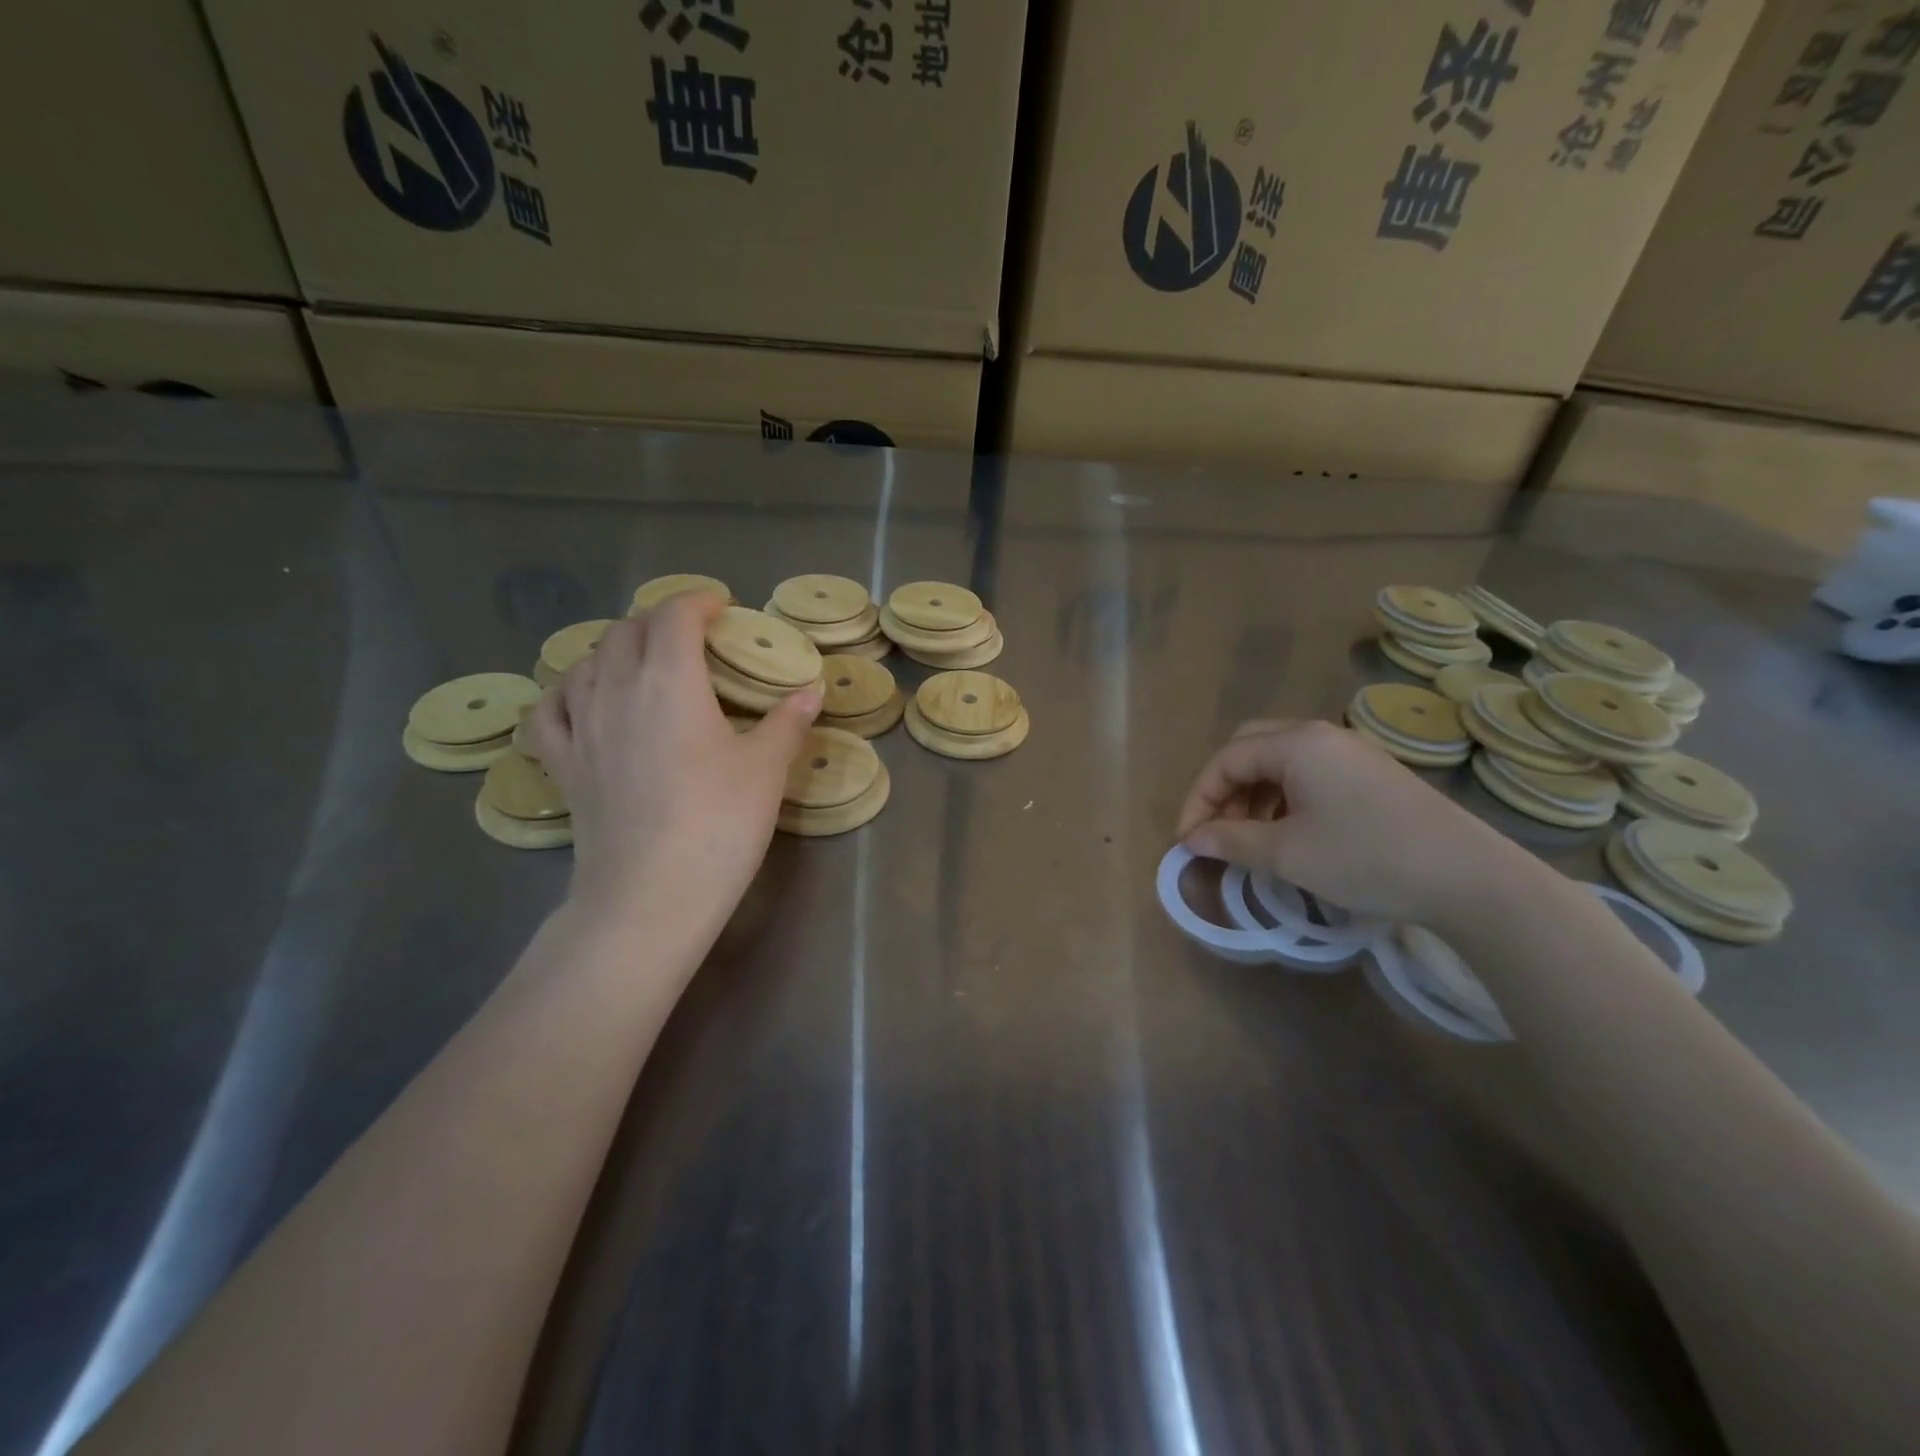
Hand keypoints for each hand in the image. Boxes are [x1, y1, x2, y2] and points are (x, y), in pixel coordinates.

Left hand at [528, 592, 819, 940]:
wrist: (650, 896)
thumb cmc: (718, 825)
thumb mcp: (765, 770)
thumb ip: (787, 722)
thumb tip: (811, 691)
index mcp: (670, 680)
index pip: (674, 615)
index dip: (698, 601)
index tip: (721, 607)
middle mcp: (616, 689)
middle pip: (627, 631)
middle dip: (660, 621)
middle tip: (693, 637)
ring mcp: (582, 727)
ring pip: (586, 662)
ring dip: (616, 649)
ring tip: (642, 662)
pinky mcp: (563, 765)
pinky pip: (549, 711)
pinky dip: (565, 693)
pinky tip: (580, 700)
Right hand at [1174, 719, 1527, 923]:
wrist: (1467, 876)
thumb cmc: (1365, 857)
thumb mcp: (1287, 854)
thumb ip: (1231, 841)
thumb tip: (1192, 840)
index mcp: (1296, 743)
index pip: (1226, 760)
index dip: (1198, 800)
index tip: (1188, 842)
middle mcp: (1320, 736)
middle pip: (1250, 748)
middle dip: (1224, 790)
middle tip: (1218, 831)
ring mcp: (1350, 752)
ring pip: (1279, 762)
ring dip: (1253, 796)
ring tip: (1251, 839)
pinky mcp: (1370, 774)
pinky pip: (1308, 775)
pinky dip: (1284, 799)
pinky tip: (1290, 834)